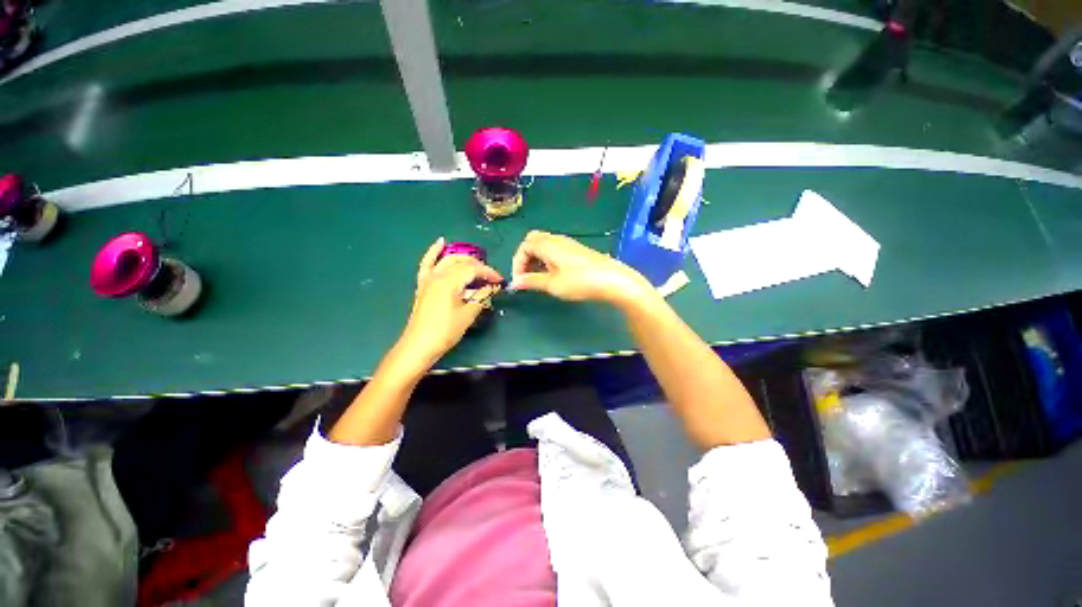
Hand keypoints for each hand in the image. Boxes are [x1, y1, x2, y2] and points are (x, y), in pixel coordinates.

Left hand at [399, 238, 503, 365]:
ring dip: (464, 259)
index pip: (474, 269)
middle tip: (491, 278)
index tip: (500, 281)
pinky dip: (434, 252)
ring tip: (477, 264)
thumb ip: (481, 296)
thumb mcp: (468, 314)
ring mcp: (428, 278)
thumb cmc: (446, 331)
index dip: (489, 273)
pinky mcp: (423, 284)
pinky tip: (441, 242)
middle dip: (479, 267)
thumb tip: (492, 286)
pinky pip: (427, 263)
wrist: (419, 345)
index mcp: (450, 281)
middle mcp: (438, 274)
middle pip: (462, 262)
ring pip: (448, 260)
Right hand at [510, 231, 651, 308]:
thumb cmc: (580, 282)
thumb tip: (514, 283)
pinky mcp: (577, 250)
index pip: (524, 246)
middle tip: (526, 276)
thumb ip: (532, 281)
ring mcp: (568, 243)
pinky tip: (553, 274)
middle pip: (533, 241)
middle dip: (526, 258)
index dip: (518, 263)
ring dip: (537, 259)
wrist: (612, 280)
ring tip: (539, 278)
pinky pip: (555, 249)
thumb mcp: (553, 284)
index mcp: (548, 244)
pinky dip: (547, 259)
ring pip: (545, 245)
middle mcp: (556, 239)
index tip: (519, 281)